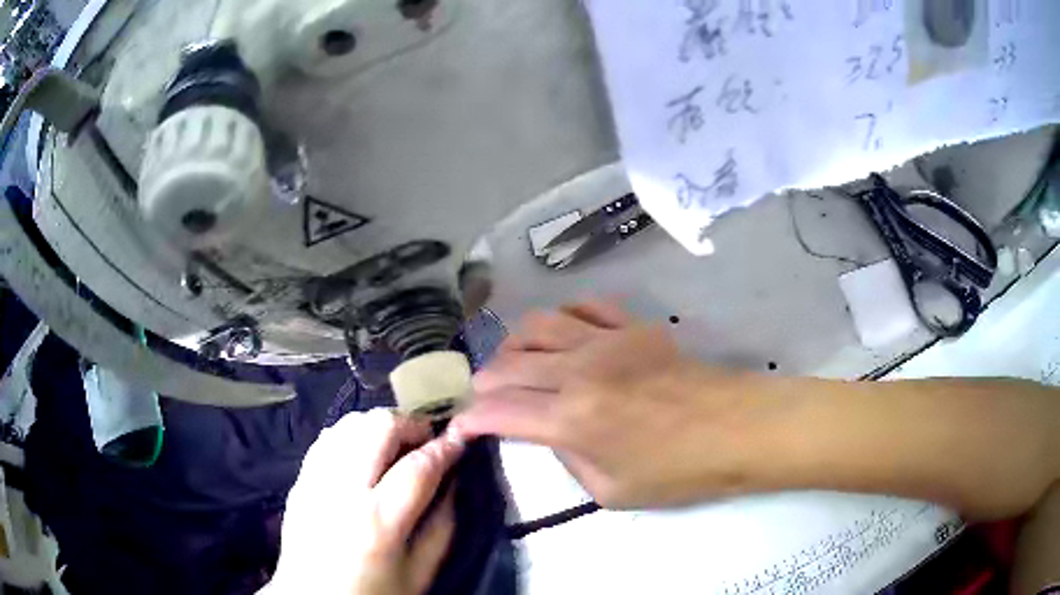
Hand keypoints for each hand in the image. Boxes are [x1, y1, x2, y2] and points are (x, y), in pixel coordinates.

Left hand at [265, 409, 462, 594]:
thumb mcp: (420, 572)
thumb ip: (442, 526)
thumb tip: (453, 483)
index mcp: (379, 522)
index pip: (418, 467)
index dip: (445, 448)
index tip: (459, 440)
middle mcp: (342, 491)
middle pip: (377, 428)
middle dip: (410, 425)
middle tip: (425, 441)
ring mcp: (314, 481)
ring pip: (348, 424)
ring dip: (379, 427)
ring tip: (395, 447)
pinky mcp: (298, 481)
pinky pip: (326, 439)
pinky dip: (351, 437)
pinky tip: (362, 455)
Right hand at [454, 301, 770, 508]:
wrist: (735, 430)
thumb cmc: (677, 472)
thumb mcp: (610, 491)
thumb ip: (568, 459)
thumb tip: (551, 432)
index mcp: (572, 419)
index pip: (499, 412)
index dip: (470, 419)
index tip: (460, 426)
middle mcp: (579, 371)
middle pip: (508, 365)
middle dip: (483, 383)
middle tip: (481, 398)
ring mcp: (606, 341)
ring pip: (538, 325)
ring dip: (514, 345)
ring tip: (515, 364)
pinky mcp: (632, 326)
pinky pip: (584, 306)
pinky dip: (563, 318)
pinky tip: (564, 336)